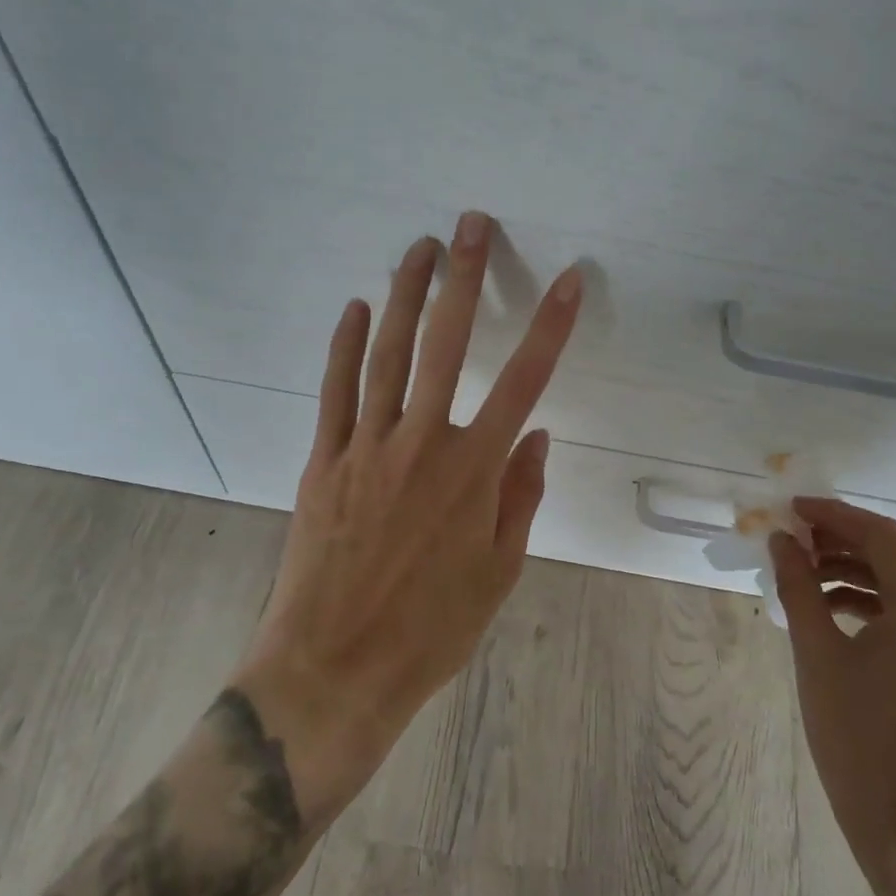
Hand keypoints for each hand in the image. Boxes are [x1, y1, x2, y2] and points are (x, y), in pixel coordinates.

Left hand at [235, 212, 582, 824]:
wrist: (335, 668)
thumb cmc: (431, 628)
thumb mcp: (499, 572)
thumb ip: (520, 496)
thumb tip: (538, 436)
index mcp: (474, 472)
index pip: (525, 382)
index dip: (551, 327)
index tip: (570, 281)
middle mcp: (423, 444)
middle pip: (446, 345)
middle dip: (462, 279)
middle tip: (470, 226)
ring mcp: (367, 447)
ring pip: (387, 354)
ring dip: (404, 295)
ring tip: (417, 248)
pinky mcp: (325, 460)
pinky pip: (336, 391)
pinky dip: (344, 346)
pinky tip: (353, 308)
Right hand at [770, 499, 895, 879]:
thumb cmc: (854, 736)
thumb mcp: (816, 653)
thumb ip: (799, 587)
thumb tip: (781, 540)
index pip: (883, 536)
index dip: (835, 514)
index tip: (792, 509)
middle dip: (849, 534)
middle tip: (801, 534)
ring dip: (858, 564)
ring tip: (807, 568)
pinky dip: (870, 594)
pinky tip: (829, 604)